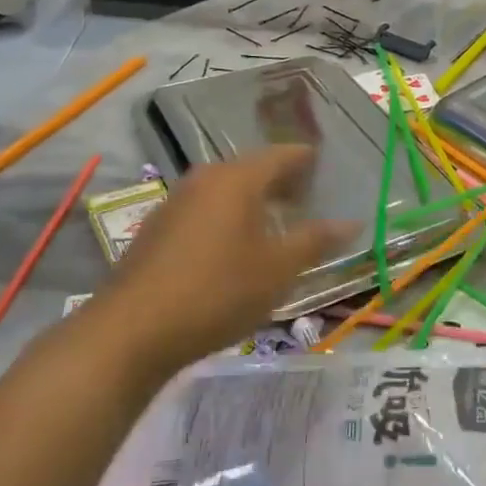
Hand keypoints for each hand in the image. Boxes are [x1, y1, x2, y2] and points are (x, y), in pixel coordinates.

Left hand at [96, 147, 356, 368]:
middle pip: (253, 168)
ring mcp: (176, 200)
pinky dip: (228, 216)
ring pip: (227, 189)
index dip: (307, 159)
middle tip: (308, 197)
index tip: (327, 166)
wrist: (132, 330)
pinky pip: (205, 209)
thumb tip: (353, 222)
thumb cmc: (217, 291)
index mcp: (238, 178)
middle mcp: (206, 178)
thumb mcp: (278, 270)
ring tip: (277, 222)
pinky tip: (235, 246)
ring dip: (254, 200)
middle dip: (282, 181)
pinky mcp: (158, 227)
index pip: (282, 155)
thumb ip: (316, 241)